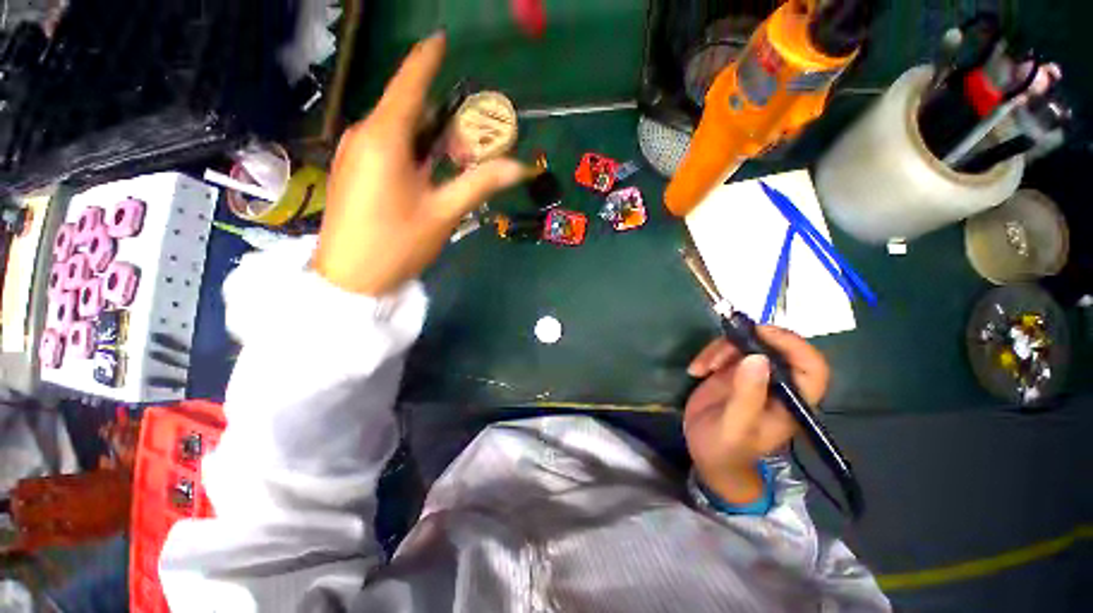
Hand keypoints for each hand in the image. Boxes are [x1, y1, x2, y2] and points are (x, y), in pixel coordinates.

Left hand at [313, 32, 525, 295]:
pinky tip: (428, 170)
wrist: (349, 278)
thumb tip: (520, 167)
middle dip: (441, 114)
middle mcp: (365, 135)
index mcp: (385, 138)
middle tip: (473, 132)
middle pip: (408, 109)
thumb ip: (480, 183)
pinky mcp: (353, 170)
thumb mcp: (444, 213)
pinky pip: (387, 146)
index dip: (428, 58)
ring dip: (428, 136)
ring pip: (398, 130)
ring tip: (456, 154)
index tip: (442, 38)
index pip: (410, 82)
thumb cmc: (397, 244)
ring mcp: (355, 153)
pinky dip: (412, 149)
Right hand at [683, 327, 828, 504]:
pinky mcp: (733, 372)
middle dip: (745, 342)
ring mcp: (754, 376)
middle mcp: (777, 384)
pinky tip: (696, 370)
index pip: (811, 367)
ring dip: (720, 348)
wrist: (707, 455)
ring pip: (746, 344)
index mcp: (791, 401)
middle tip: (720, 347)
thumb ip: (747, 395)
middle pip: (774, 347)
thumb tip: (758, 357)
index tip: (760, 334)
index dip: (792, 345)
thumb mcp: (736, 426)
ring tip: (702, 368)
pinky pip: (726, 350)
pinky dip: (708, 354)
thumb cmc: (726, 449)